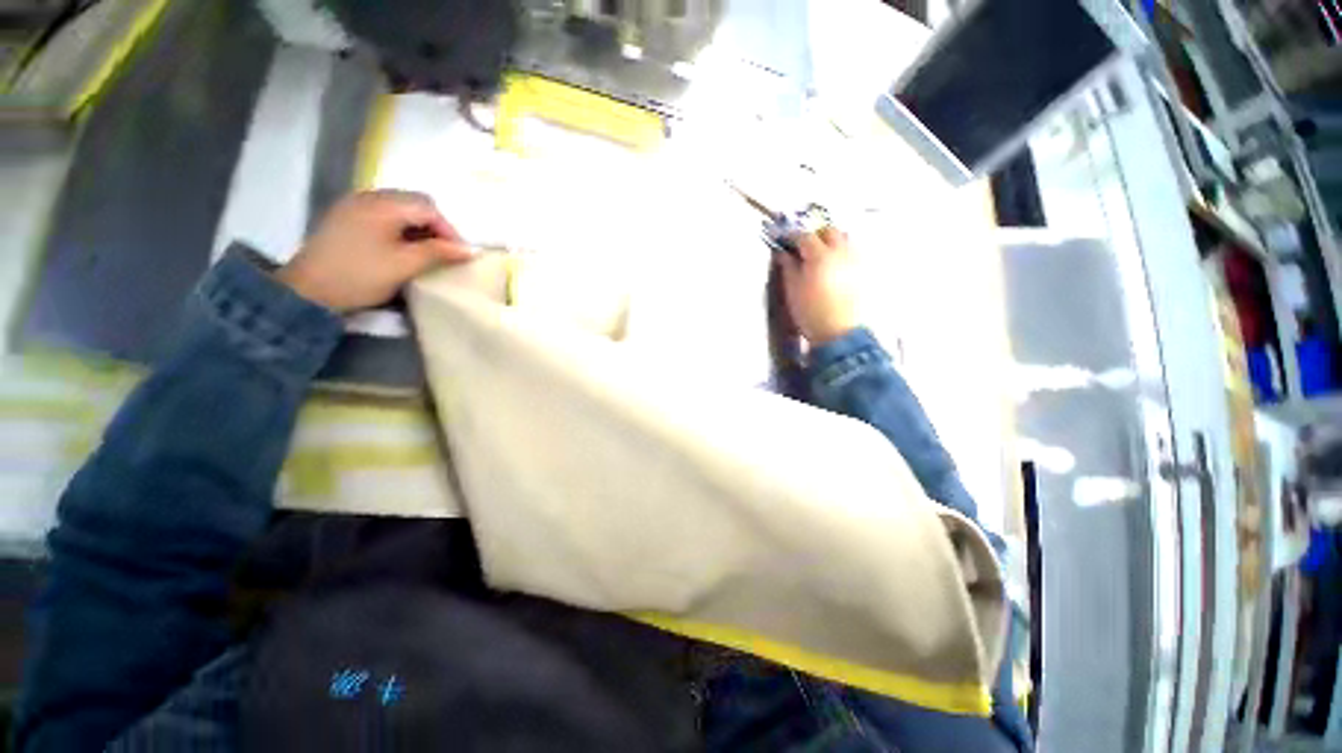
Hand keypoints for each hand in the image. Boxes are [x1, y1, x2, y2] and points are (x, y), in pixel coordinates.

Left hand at [277, 190, 473, 311]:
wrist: (307, 291)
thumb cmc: (360, 276)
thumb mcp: (404, 265)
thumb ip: (438, 253)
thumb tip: (469, 250)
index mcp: (382, 205)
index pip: (428, 207)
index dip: (449, 229)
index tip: (461, 254)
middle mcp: (368, 196)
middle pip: (414, 202)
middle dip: (436, 226)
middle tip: (446, 251)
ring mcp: (354, 205)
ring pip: (399, 207)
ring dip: (419, 226)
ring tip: (428, 251)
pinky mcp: (346, 217)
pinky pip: (383, 213)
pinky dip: (401, 227)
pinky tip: (403, 246)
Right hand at [775, 226, 859, 345]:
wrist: (839, 333)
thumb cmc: (810, 313)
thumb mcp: (792, 290)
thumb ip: (788, 267)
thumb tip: (783, 253)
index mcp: (820, 256)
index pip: (805, 236)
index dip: (793, 237)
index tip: (784, 242)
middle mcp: (841, 252)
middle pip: (829, 231)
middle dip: (815, 235)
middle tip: (804, 247)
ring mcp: (855, 260)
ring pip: (845, 239)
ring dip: (831, 241)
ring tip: (821, 255)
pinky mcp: (864, 271)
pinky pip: (853, 251)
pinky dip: (842, 252)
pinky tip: (835, 266)